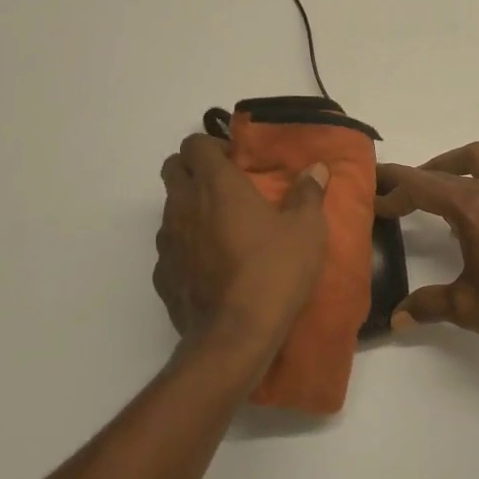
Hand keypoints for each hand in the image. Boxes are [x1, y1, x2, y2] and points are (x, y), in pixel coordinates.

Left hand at [154, 134, 328, 368]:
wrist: (235, 335)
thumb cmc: (274, 271)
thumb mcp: (306, 230)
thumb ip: (308, 194)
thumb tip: (316, 169)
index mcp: (216, 185)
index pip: (194, 143)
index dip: (212, 146)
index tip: (236, 162)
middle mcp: (183, 204)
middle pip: (172, 169)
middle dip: (194, 169)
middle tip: (226, 187)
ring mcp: (168, 240)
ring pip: (169, 207)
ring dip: (189, 207)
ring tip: (221, 226)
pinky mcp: (162, 274)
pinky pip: (170, 246)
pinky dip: (186, 245)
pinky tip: (210, 263)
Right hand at [375, 142, 478, 356]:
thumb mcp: (468, 309)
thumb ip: (428, 305)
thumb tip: (396, 318)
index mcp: (474, 208)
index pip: (422, 184)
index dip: (393, 186)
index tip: (373, 193)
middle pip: (448, 168)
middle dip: (419, 177)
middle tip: (398, 196)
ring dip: (454, 171)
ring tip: (440, 199)